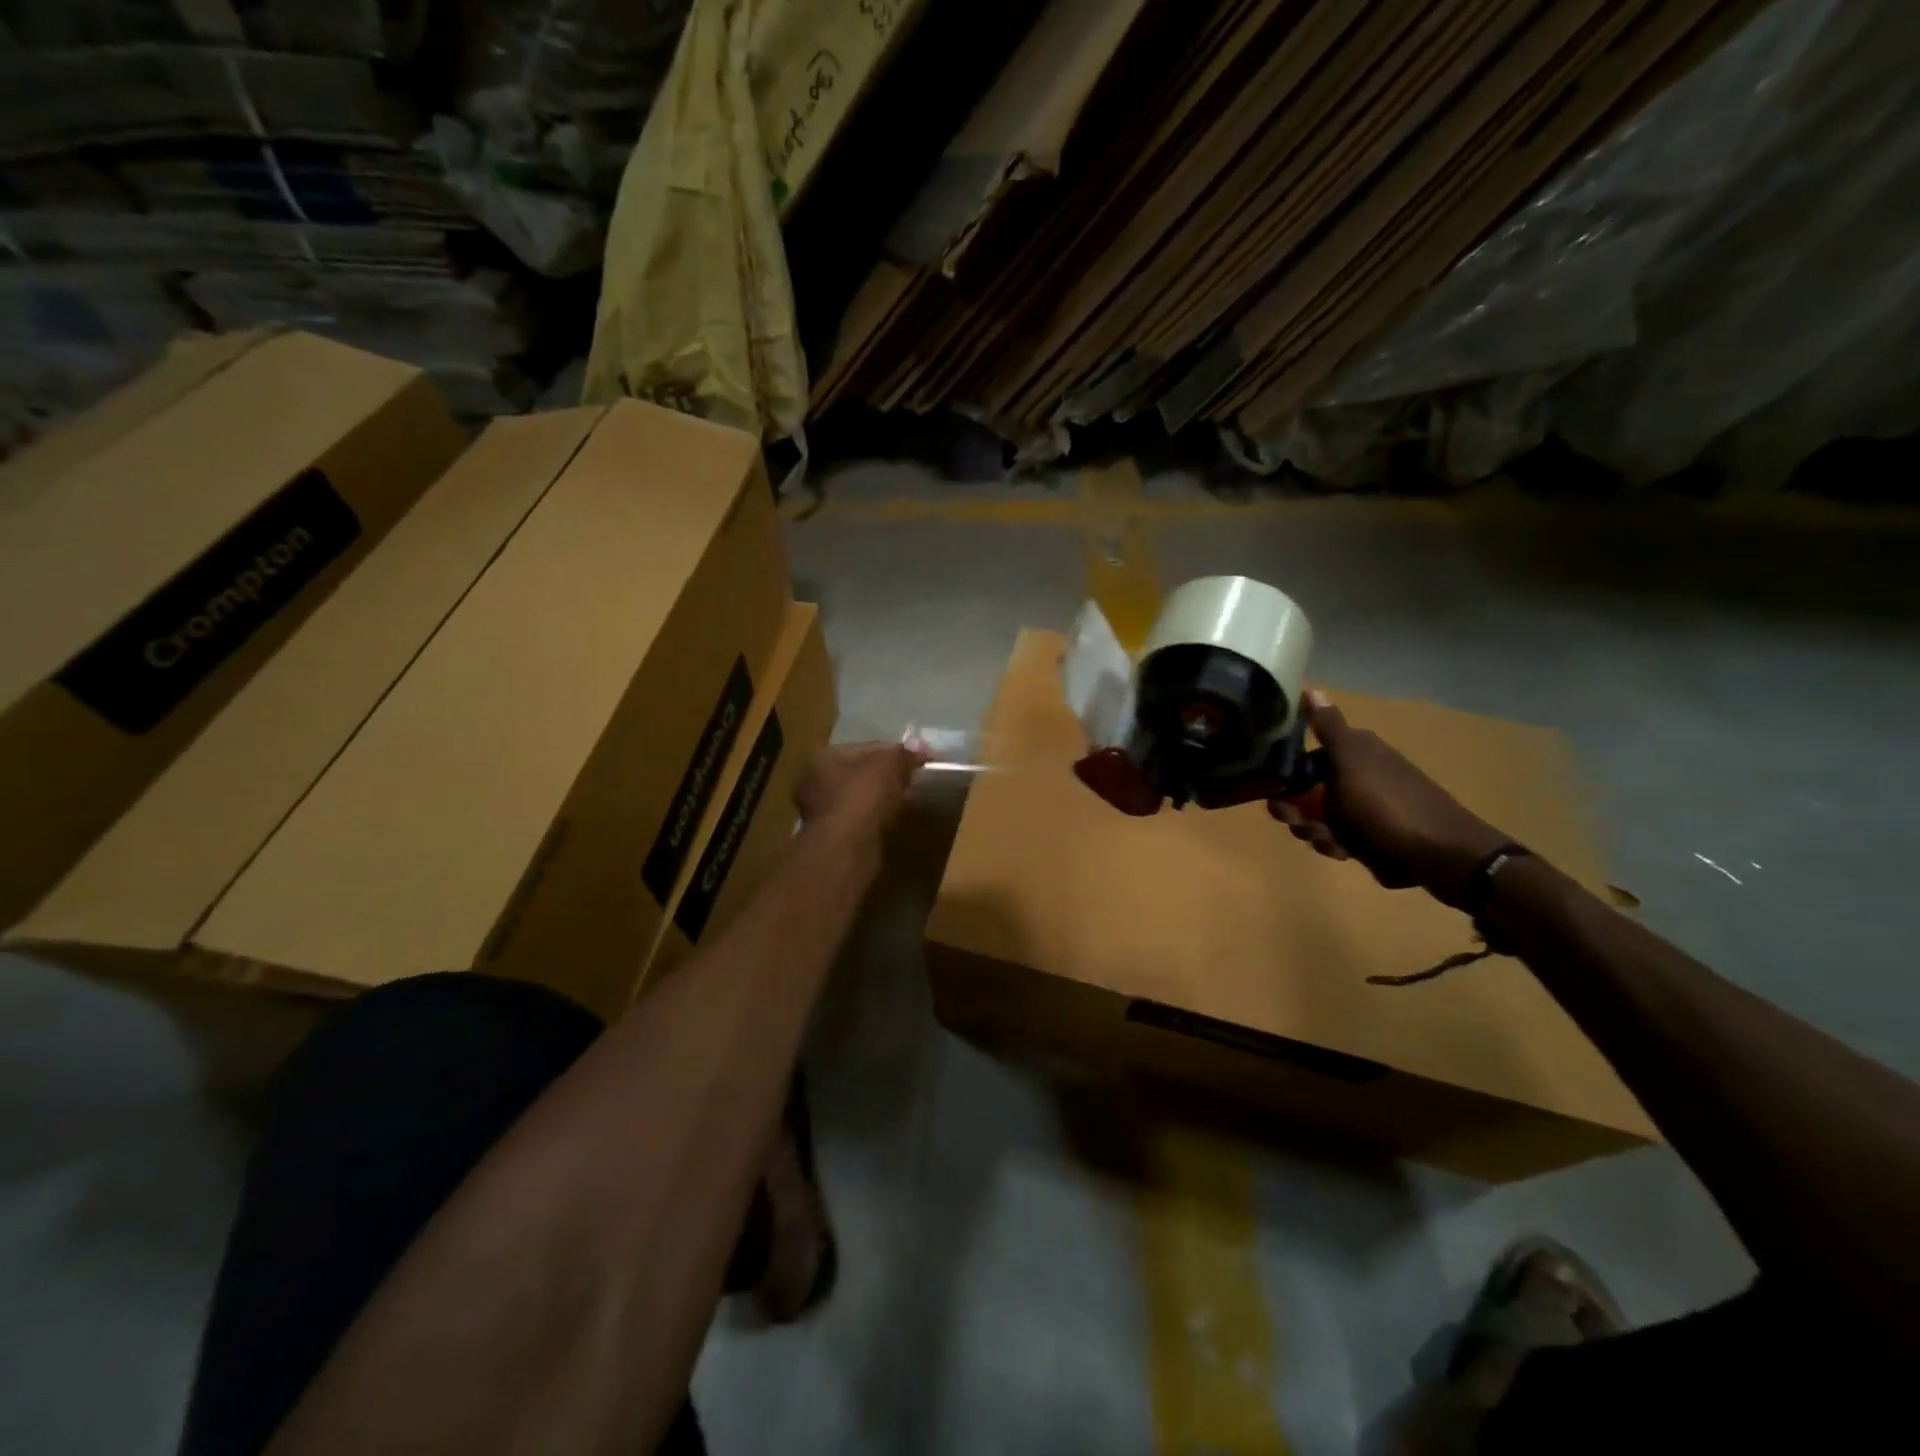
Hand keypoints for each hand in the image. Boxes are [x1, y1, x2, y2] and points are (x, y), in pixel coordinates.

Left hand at [796, 741, 925, 837]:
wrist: (848, 846)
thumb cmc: (863, 795)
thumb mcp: (889, 765)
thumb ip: (903, 754)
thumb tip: (919, 745)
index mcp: (822, 757)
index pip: (864, 748)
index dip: (893, 752)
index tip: (916, 760)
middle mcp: (813, 782)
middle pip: (858, 773)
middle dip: (884, 777)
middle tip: (910, 780)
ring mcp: (819, 812)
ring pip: (858, 798)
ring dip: (879, 799)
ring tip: (904, 801)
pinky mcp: (831, 836)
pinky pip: (858, 819)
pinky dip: (874, 818)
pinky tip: (891, 821)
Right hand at [1271, 690, 1510, 908]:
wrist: (1441, 855)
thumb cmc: (1387, 805)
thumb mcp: (1351, 761)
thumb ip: (1328, 728)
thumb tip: (1310, 688)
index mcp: (1357, 752)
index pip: (1306, 757)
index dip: (1287, 775)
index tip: (1275, 792)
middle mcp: (1361, 776)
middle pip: (1308, 791)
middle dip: (1298, 810)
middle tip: (1299, 823)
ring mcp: (1368, 808)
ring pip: (1320, 818)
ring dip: (1315, 831)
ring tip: (1329, 842)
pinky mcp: (1374, 837)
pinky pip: (1340, 839)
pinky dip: (1337, 845)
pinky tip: (1345, 853)